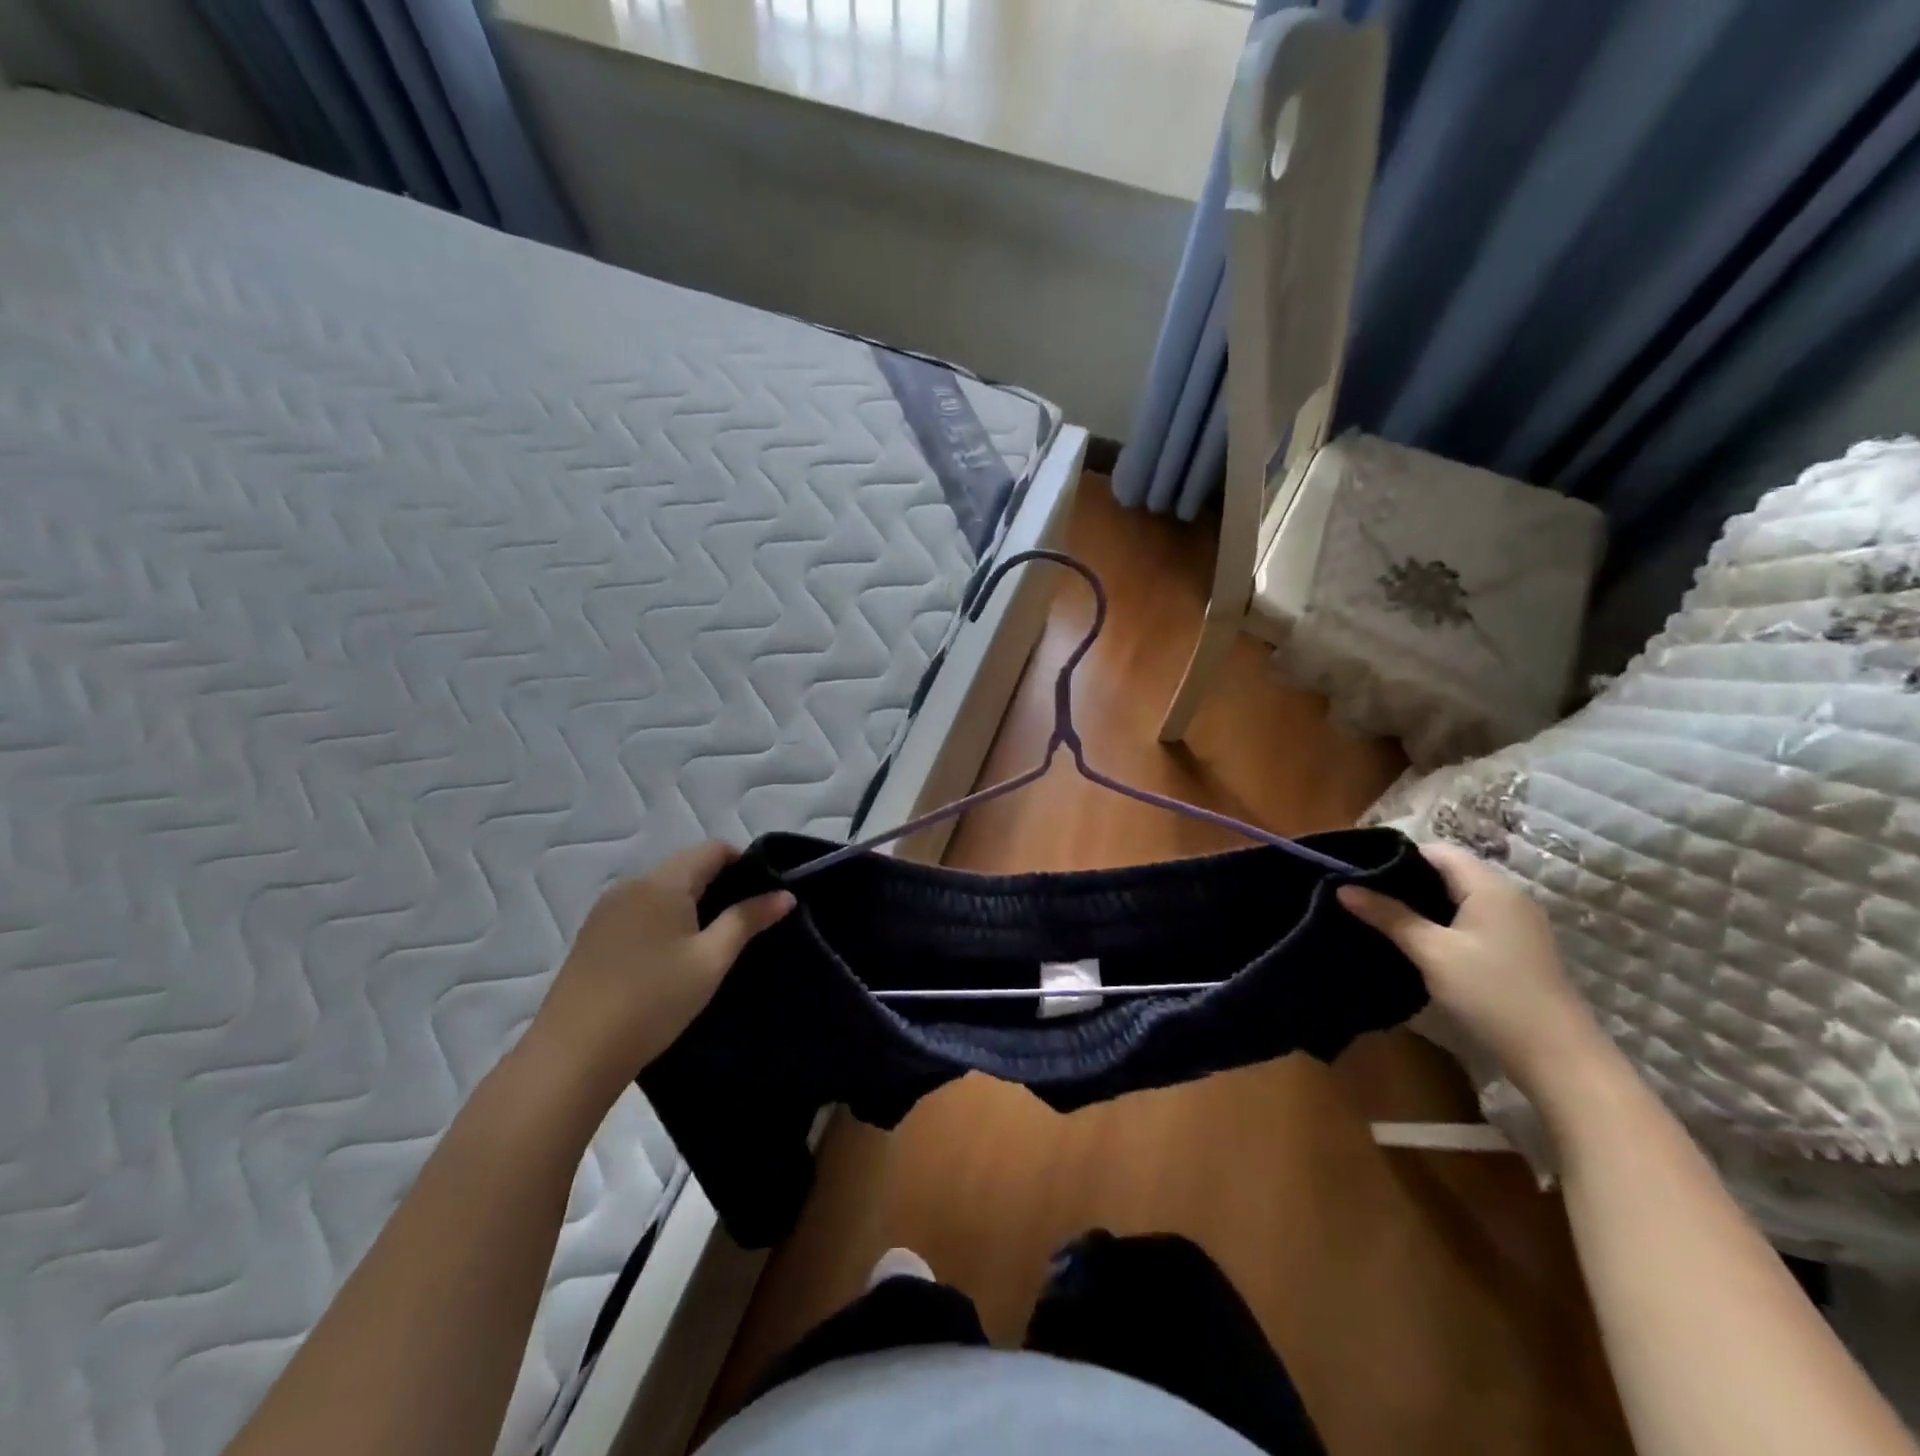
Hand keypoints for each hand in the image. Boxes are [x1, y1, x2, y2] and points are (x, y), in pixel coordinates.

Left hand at [524, 842, 793, 1096]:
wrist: (573, 1055)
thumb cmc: (653, 1001)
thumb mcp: (711, 960)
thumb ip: (748, 920)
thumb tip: (784, 894)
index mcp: (662, 882)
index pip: (713, 849)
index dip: (745, 863)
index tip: (764, 896)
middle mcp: (631, 884)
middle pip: (687, 867)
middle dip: (720, 886)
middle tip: (745, 924)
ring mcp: (607, 910)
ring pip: (662, 890)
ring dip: (691, 904)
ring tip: (712, 943)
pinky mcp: (592, 935)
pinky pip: (640, 910)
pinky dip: (664, 920)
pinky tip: (671, 957)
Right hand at [1337, 843, 1609, 1099]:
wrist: (1557, 1056)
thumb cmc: (1491, 993)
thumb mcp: (1431, 952)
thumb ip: (1388, 915)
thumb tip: (1342, 887)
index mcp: (1489, 886)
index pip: (1436, 851)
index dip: (1396, 855)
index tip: (1358, 869)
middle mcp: (1507, 896)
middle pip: (1448, 870)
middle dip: (1404, 878)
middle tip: (1362, 892)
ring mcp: (1516, 923)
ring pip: (1458, 896)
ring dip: (1421, 901)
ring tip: (1380, 913)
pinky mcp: (1516, 947)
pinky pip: (1470, 917)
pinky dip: (1440, 919)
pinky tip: (1416, 939)